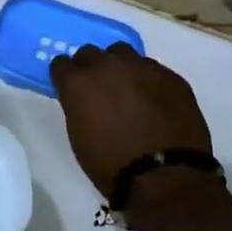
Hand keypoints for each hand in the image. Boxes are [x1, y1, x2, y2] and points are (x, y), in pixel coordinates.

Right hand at [49, 42, 212, 197]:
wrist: (165, 178)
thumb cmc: (112, 166)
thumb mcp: (79, 136)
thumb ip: (78, 106)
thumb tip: (86, 100)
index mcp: (78, 82)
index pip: (61, 64)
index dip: (66, 77)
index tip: (72, 90)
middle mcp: (107, 66)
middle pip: (90, 52)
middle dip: (91, 68)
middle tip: (99, 89)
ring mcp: (141, 67)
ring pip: (123, 54)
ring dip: (121, 68)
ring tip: (130, 91)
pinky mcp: (170, 75)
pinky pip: (153, 70)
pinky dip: (149, 82)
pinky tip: (156, 103)